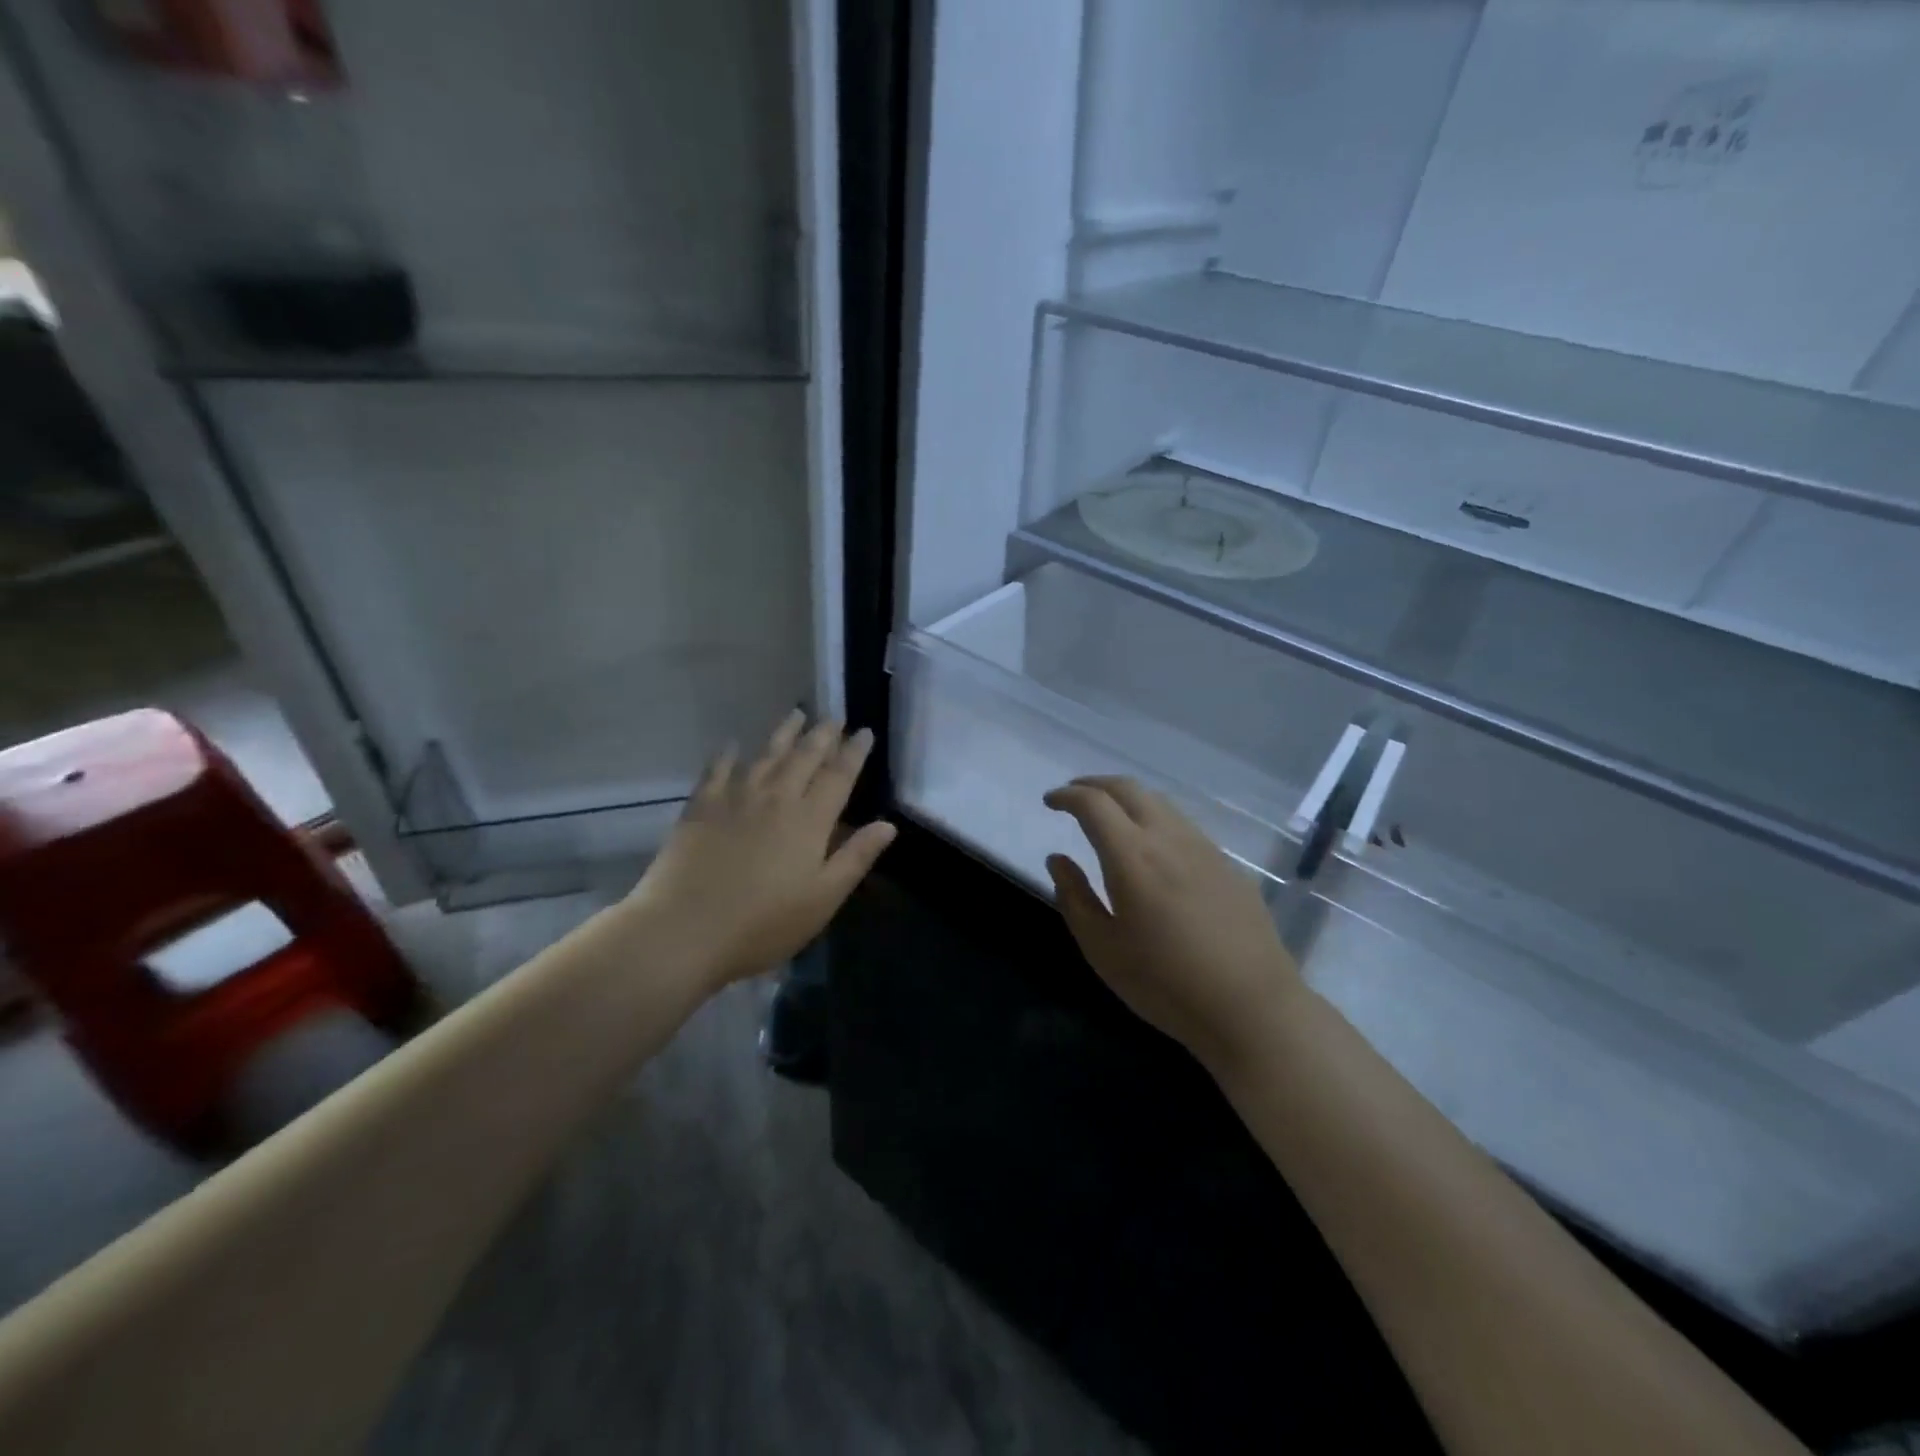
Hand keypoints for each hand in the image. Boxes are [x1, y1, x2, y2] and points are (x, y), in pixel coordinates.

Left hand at [629, 711, 896, 987]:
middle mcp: (776, 798)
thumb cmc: (762, 924)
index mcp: (810, 820)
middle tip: (835, 717)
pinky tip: (733, 745)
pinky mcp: (700, 807)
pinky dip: (728, 755)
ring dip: (784, 733)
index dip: (854, 752)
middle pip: (804, 757)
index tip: (865, 732)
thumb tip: (888, 824)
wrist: (684, 930)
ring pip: (766, 755)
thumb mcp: (822, 899)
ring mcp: (735, 798)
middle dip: (823, 735)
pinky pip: (718, 770)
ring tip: (797, 714)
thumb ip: (855, 858)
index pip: (839, 776)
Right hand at [1045, 777, 1301, 1073]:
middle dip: (1095, 784)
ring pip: (1159, 802)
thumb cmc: (1166, 984)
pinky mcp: (1227, 864)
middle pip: (1128, 788)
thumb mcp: (1103, 949)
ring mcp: (1204, 847)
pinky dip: (1155, 818)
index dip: (1067, 796)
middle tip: (1074, 796)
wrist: (1252, 1008)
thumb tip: (1058, 860)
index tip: (1050, 801)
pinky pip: (1183, 824)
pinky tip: (1152, 847)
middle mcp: (1168, 837)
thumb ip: (1075, 898)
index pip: (1093, 804)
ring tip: (1109, 817)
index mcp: (1132, 856)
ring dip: (1127, 799)